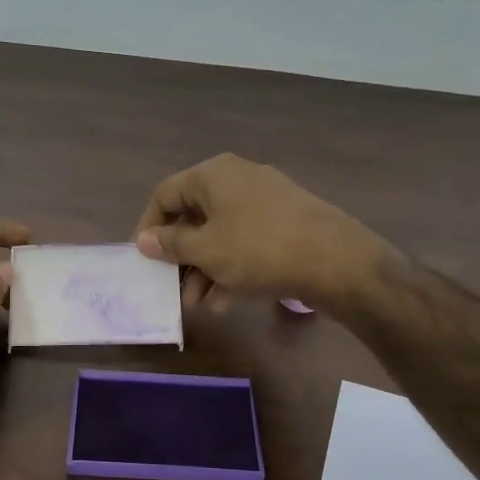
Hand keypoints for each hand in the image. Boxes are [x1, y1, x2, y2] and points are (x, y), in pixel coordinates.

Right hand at [133, 154, 388, 311]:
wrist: (335, 260)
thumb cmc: (258, 249)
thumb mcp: (206, 251)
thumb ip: (171, 244)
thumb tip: (144, 239)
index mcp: (213, 175)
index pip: (165, 194)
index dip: (149, 227)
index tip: (143, 260)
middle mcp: (238, 179)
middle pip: (194, 216)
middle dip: (180, 257)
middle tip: (173, 290)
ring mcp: (265, 200)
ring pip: (221, 233)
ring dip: (204, 269)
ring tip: (200, 304)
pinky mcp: (286, 222)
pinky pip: (246, 242)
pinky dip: (231, 267)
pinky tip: (227, 301)